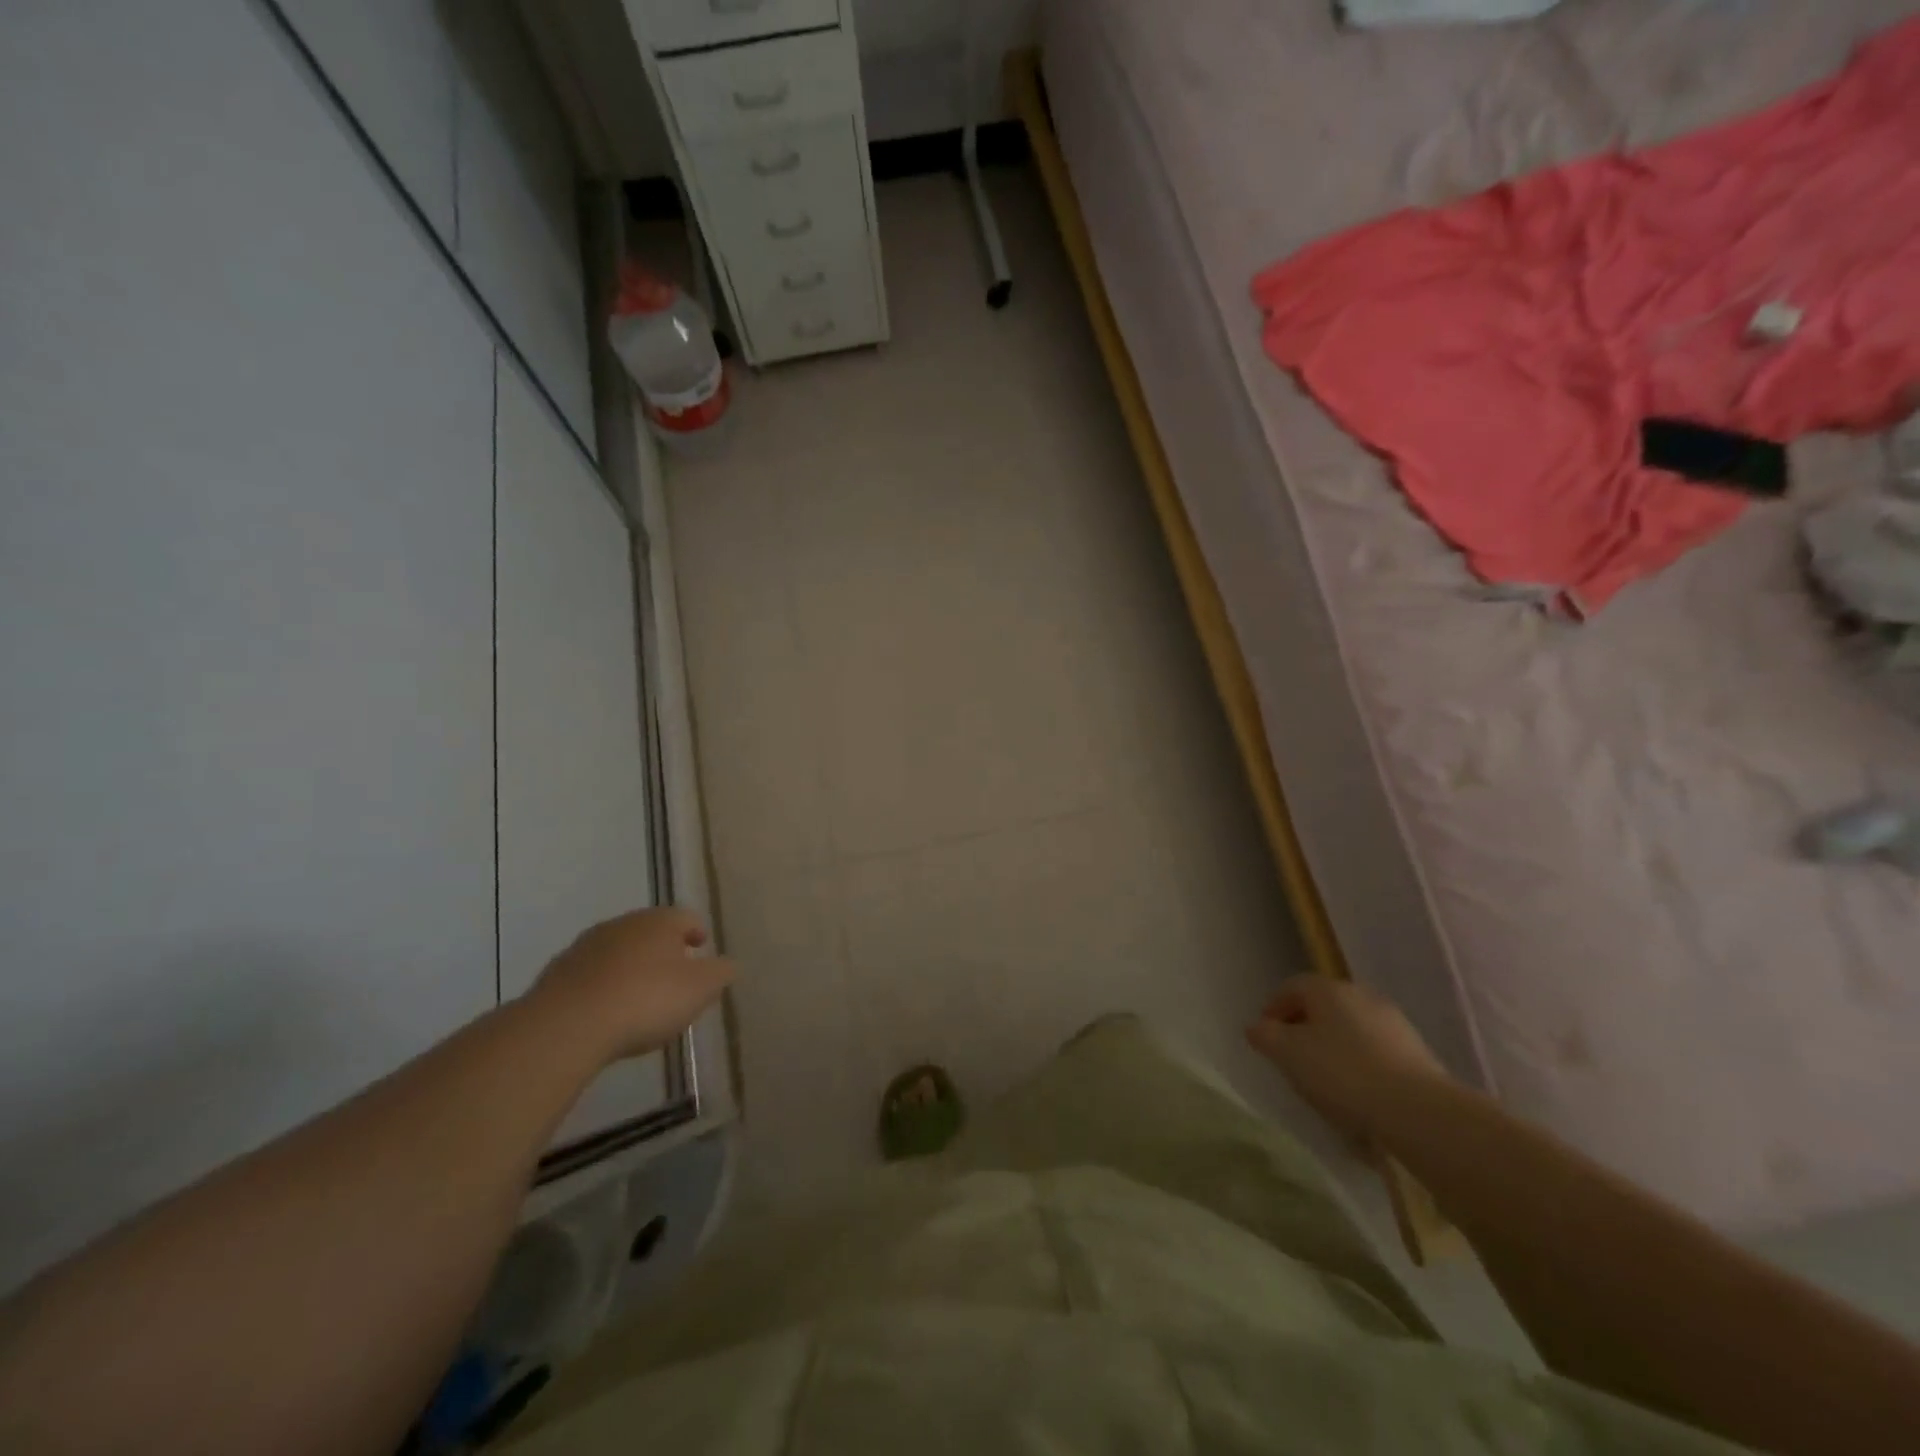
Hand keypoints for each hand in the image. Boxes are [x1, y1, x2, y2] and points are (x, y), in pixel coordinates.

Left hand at [533, 908, 734, 1062]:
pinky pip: (591, 975)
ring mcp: (586, 947)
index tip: (702, 949)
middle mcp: (623, 924)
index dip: (698, 933)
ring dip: (631, 966)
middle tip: (675, 975)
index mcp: (660, 921)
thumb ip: (721, 973)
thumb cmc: (646, 999)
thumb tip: (728, 964)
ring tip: (640, 996)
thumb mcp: (700, 989)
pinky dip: (603, 986)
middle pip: (651, 931)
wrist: (567, 1026)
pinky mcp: (557, 973)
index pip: (687, 918)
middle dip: (664, 950)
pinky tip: (607, 1011)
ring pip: (619, 951)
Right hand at [1247, 976, 1450, 1141]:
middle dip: (1304, 1028)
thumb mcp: (1288, 1054)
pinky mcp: (1416, 1052)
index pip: (1291, 987)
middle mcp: (1361, 995)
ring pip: (1350, 1029)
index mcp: (1328, 989)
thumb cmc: (1342, 1073)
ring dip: (1333, 1047)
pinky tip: (1358, 1093)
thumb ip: (1265, 1036)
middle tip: (1291, 1057)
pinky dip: (1360, 1064)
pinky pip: (1375, 1051)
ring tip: (1325, 1080)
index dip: (1273, 1009)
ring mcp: (1393, 1022)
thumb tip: (1257, 1027)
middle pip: (1322, 1006)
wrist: (1418, 1111)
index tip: (1265, 1037)